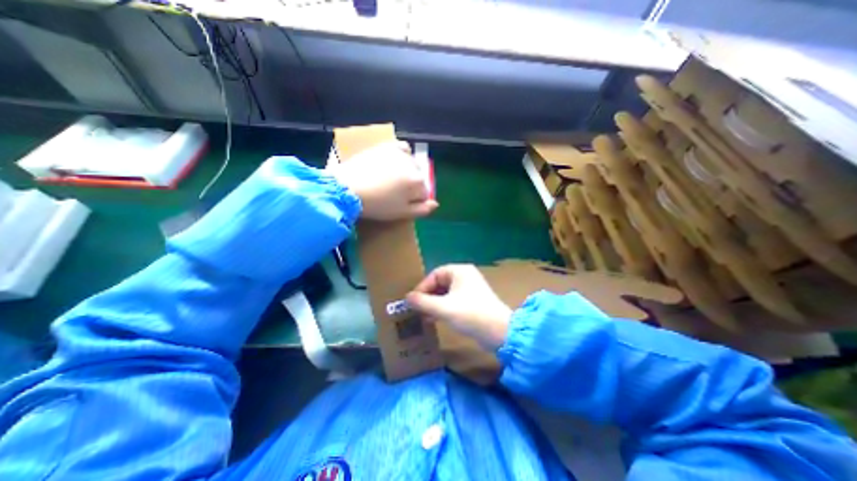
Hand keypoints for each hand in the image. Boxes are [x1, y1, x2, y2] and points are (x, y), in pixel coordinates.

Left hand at [329, 139, 436, 218]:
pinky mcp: (387, 147)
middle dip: (411, 186)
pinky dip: (403, 154)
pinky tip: (396, 162)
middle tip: (395, 193)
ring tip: (393, 179)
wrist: (348, 189)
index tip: (402, 205)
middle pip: (419, 178)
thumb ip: (422, 209)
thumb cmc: (377, 205)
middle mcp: (413, 165)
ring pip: (412, 164)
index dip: (415, 201)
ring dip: (407, 172)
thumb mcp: (402, 213)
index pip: (424, 193)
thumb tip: (435, 204)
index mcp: (418, 182)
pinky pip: (402, 148)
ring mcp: (400, 154)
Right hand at [406, 265, 510, 350]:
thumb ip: (422, 302)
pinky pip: (453, 300)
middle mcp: (465, 276)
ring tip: (423, 316)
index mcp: (459, 271)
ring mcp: (470, 288)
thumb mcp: (443, 308)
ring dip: (434, 303)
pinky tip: (435, 319)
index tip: (413, 301)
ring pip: (446, 293)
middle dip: (427, 296)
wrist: (500, 332)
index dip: (422, 287)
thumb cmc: (470, 314)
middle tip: (417, 309)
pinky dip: (443, 308)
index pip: (434, 275)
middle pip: (440, 283)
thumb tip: (407, 298)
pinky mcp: (473, 301)